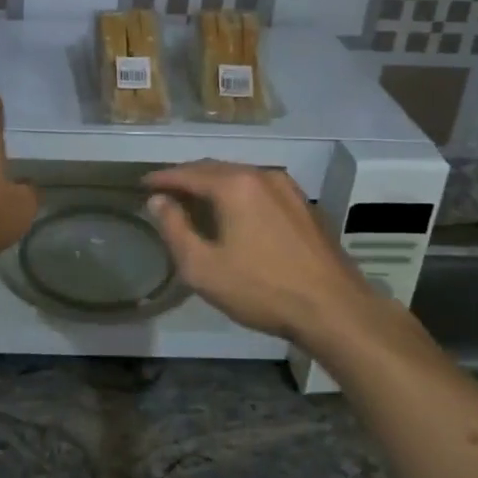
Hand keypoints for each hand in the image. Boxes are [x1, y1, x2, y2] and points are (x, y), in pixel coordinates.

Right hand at [144, 162, 375, 345]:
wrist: (335, 309)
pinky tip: (234, 212)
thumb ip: (174, 229)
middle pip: (214, 168)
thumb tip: (158, 200)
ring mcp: (288, 189)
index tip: (142, 184)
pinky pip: (260, 189)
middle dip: (187, 177)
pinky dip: (238, 194)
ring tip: (195, 200)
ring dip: (214, 184)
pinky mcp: (304, 206)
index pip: (187, 172)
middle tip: (165, 190)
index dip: (162, 178)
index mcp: (234, 185)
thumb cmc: (262, 289)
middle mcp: (262, 175)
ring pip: (240, 177)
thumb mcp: (203, 267)